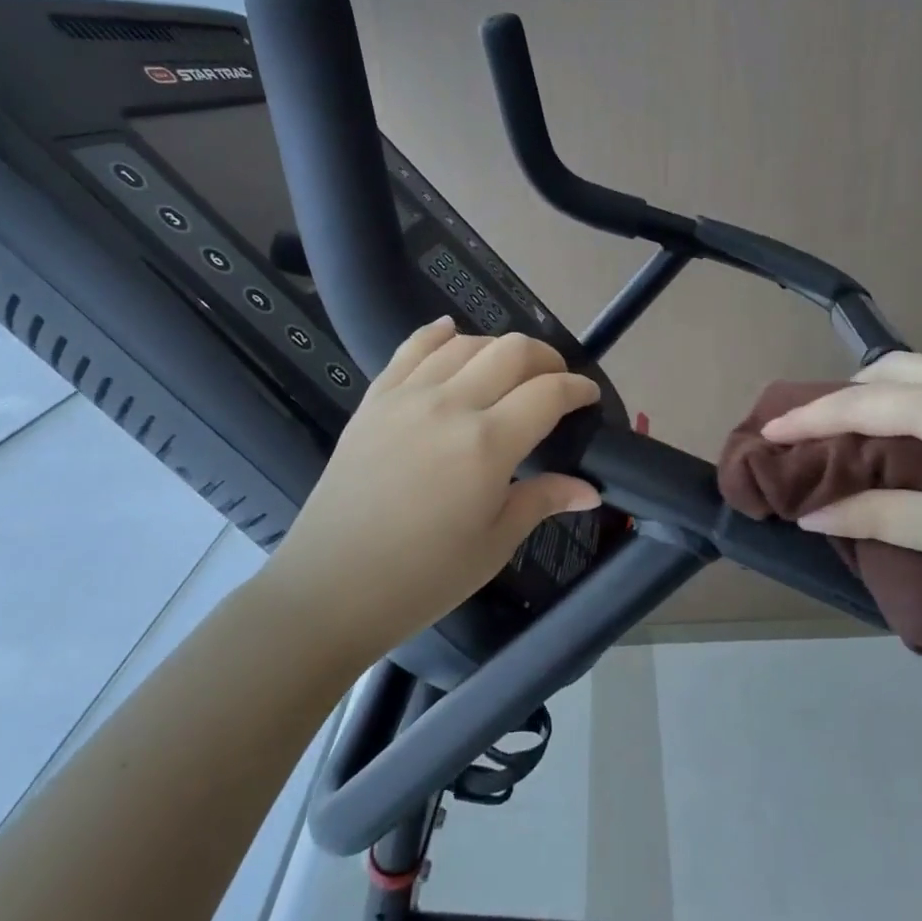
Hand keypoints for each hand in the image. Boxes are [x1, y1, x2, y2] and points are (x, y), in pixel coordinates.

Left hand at [262, 319, 601, 657]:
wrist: (332, 587)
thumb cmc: (423, 577)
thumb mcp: (494, 544)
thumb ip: (543, 501)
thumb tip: (590, 490)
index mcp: (487, 444)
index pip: (548, 393)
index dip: (578, 389)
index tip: (588, 397)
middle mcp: (450, 405)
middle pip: (512, 352)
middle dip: (546, 359)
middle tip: (555, 381)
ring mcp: (407, 396)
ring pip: (465, 343)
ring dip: (499, 348)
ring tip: (509, 371)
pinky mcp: (375, 400)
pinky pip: (411, 348)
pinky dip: (439, 334)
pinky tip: (452, 333)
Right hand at [759, 351, 921, 623]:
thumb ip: (876, 515)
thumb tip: (813, 515)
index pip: (862, 403)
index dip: (810, 419)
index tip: (768, 431)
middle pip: (894, 369)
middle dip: (847, 393)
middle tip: (815, 429)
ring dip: (885, 394)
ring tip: (858, 432)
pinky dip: (918, 403)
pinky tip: (917, 438)